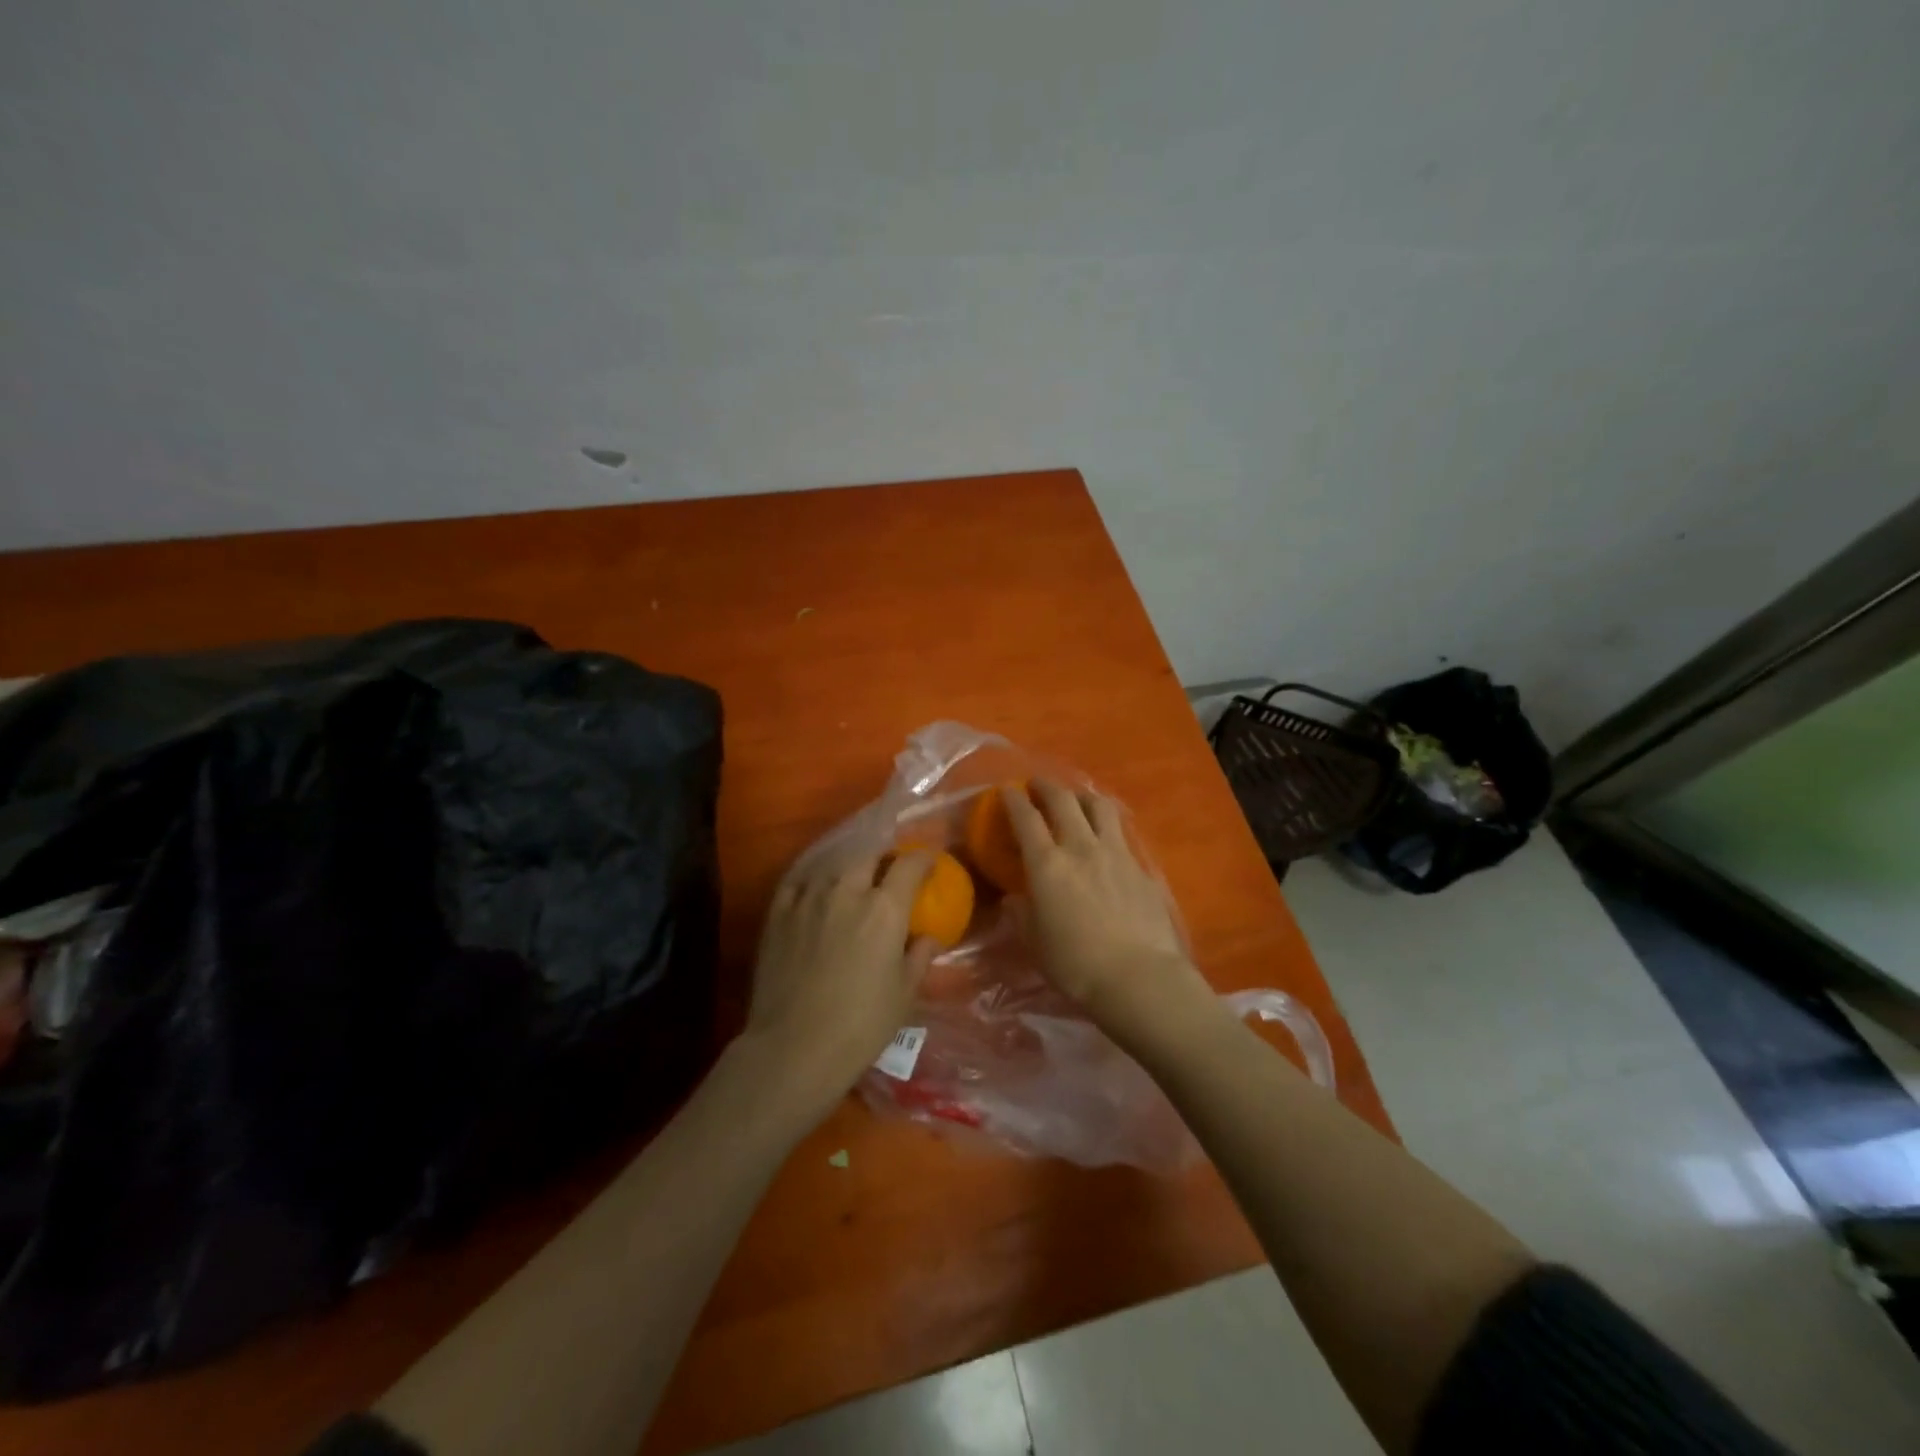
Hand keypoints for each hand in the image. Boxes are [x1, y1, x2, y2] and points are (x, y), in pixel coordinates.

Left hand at [739, 848, 939, 1113]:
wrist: (793, 1049)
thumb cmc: (860, 1026)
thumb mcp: (904, 995)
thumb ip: (919, 957)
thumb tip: (929, 938)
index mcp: (885, 909)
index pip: (909, 865)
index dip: (923, 859)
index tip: (929, 864)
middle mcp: (847, 891)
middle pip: (869, 856)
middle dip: (884, 859)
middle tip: (890, 874)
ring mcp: (808, 898)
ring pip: (833, 865)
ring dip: (849, 868)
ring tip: (853, 882)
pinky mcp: (778, 913)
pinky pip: (799, 881)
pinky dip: (814, 880)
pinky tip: (816, 890)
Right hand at [1001, 781, 1216, 1035]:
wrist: (1139, 977)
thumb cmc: (1076, 965)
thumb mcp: (1035, 943)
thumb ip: (1022, 914)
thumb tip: (1015, 898)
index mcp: (1048, 864)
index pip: (1026, 818)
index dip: (1013, 800)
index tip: (1006, 790)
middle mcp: (1081, 847)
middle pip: (1063, 800)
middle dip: (1046, 786)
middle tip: (1037, 784)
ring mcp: (1115, 853)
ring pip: (1099, 807)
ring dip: (1082, 796)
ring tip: (1076, 800)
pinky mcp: (1141, 867)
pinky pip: (1120, 833)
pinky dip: (1107, 826)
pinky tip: (1106, 838)